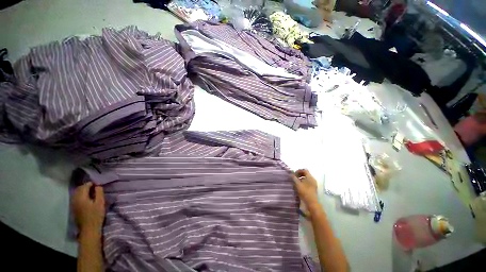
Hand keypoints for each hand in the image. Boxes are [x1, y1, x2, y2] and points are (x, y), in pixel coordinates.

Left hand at [72, 182, 104, 234]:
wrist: (89, 229)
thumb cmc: (96, 215)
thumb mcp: (100, 203)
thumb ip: (99, 193)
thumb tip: (98, 186)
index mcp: (81, 197)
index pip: (84, 186)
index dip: (91, 183)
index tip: (98, 184)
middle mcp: (75, 199)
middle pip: (79, 189)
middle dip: (86, 186)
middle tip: (95, 187)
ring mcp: (73, 204)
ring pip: (76, 193)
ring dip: (83, 191)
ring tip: (92, 193)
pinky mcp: (73, 208)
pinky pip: (76, 198)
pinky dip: (81, 195)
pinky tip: (87, 199)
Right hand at [292, 169, 318, 207]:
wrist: (311, 203)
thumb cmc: (304, 192)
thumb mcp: (297, 184)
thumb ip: (294, 178)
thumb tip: (291, 174)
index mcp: (310, 177)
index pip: (304, 170)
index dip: (298, 171)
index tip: (294, 174)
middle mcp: (313, 180)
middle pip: (306, 174)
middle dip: (299, 175)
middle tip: (294, 177)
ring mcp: (313, 184)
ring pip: (306, 179)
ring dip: (300, 179)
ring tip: (295, 182)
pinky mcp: (313, 189)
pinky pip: (307, 183)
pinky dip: (303, 183)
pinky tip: (299, 186)